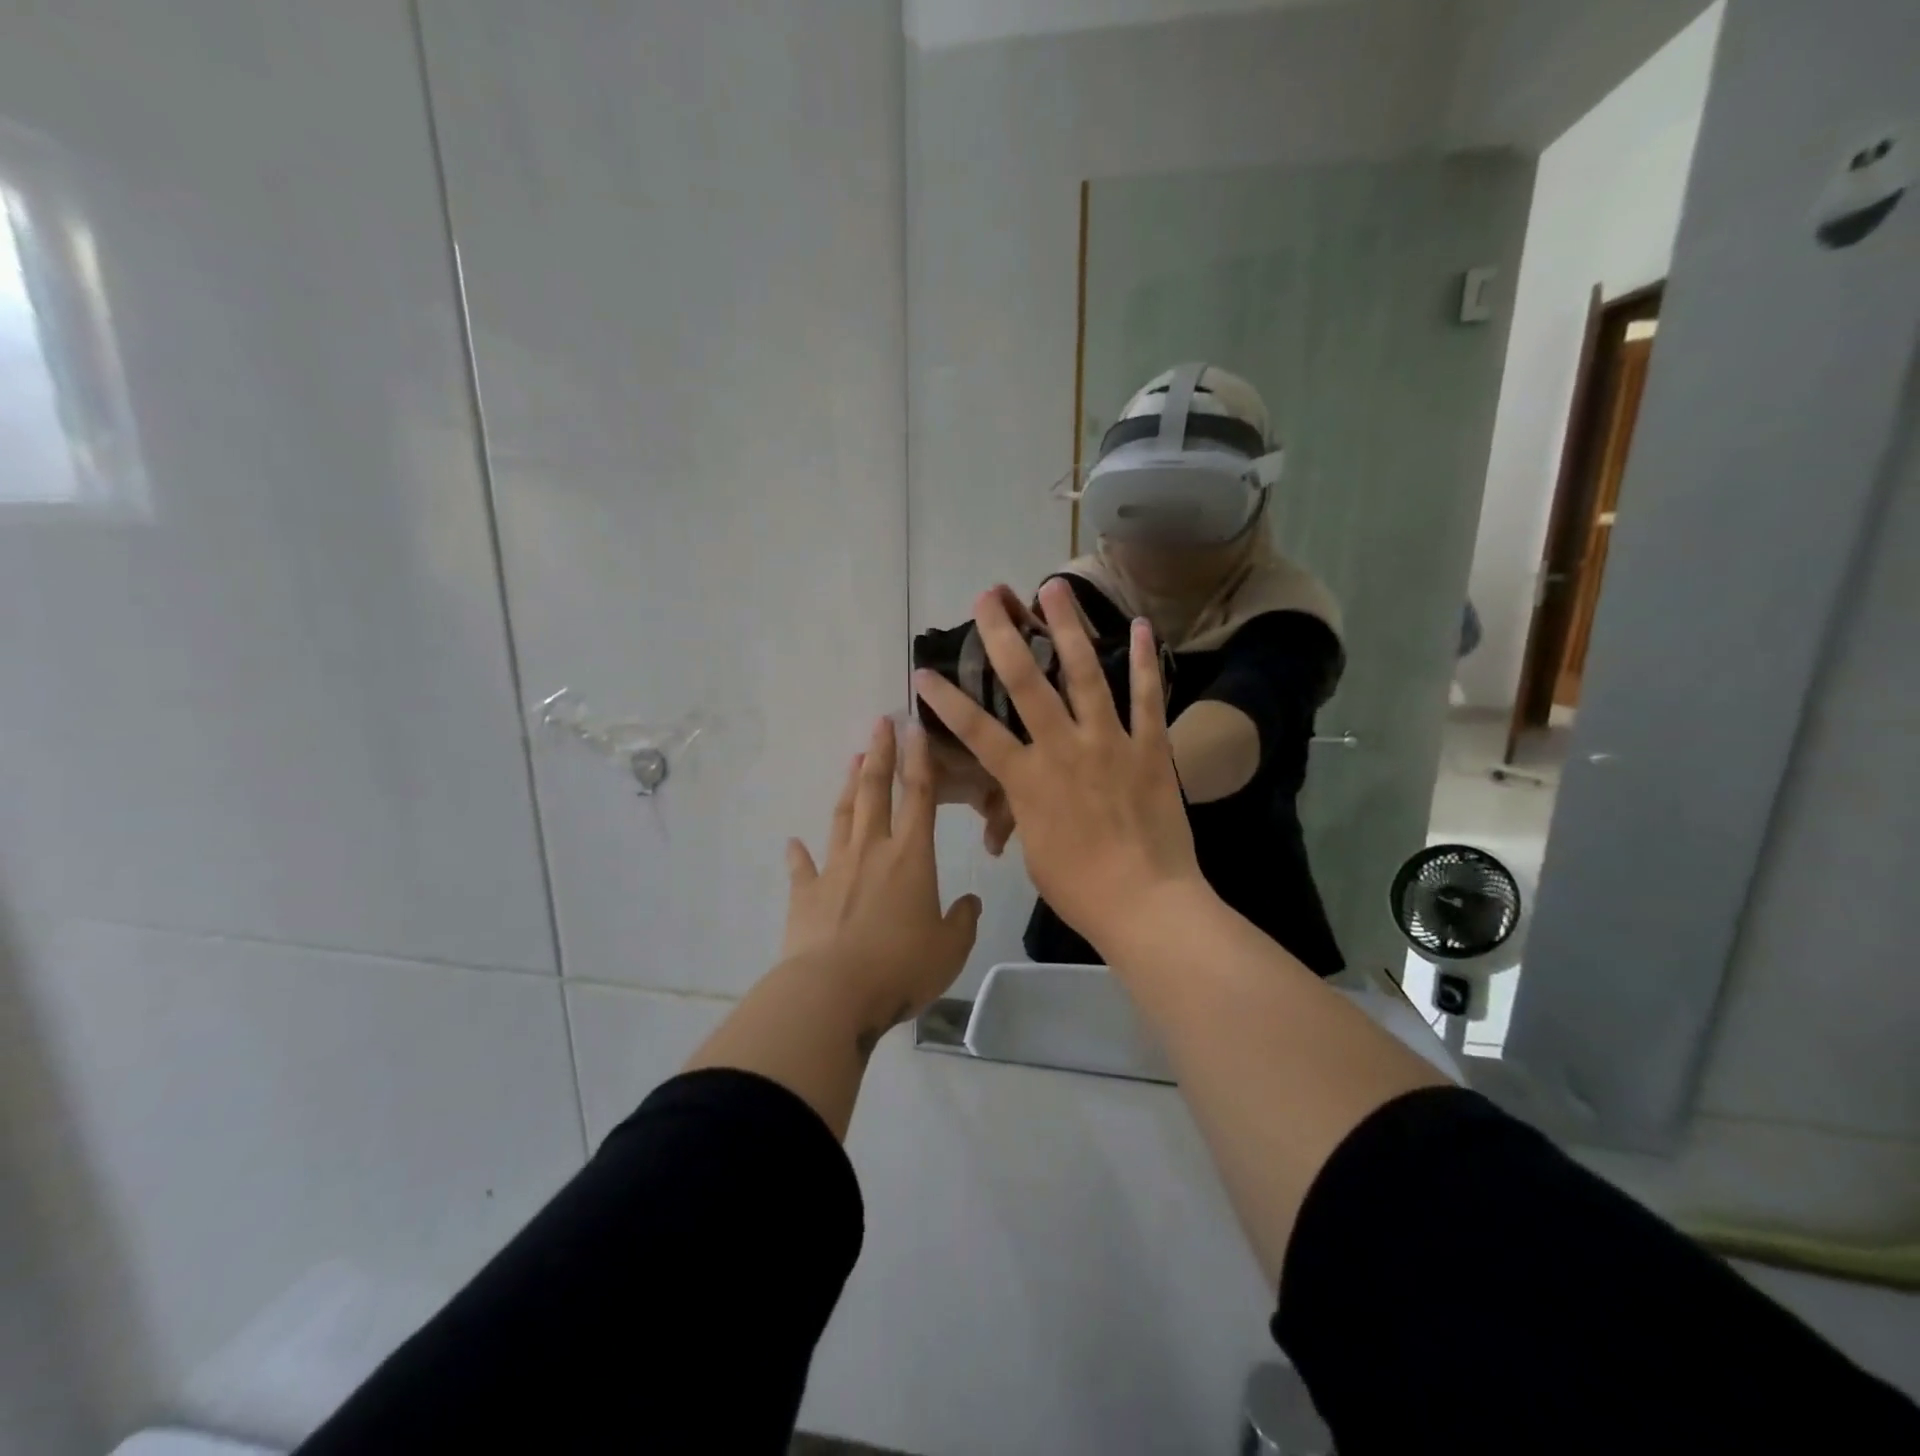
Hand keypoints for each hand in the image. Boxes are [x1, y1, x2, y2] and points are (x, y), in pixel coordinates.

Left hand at [782, 717, 982, 1032]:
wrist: (833, 992)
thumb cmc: (900, 966)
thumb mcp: (949, 949)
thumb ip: (963, 921)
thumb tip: (969, 902)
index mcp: (911, 858)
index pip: (919, 797)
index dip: (919, 760)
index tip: (914, 728)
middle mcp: (872, 852)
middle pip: (875, 792)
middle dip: (879, 755)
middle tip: (879, 723)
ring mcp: (834, 869)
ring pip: (843, 817)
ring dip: (849, 787)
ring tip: (852, 760)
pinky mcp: (806, 895)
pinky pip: (803, 867)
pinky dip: (799, 854)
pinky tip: (793, 841)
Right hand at [913, 578, 1203, 954]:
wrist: (1146, 904)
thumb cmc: (1081, 889)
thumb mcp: (1035, 854)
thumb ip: (1023, 818)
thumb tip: (1010, 815)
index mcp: (1027, 779)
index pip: (975, 731)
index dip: (945, 701)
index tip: (922, 673)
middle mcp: (1063, 748)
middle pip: (1025, 682)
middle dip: (1001, 635)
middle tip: (989, 597)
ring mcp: (1109, 743)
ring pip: (1084, 674)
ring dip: (1068, 627)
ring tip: (1054, 586)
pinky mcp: (1150, 748)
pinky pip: (1147, 698)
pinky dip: (1143, 661)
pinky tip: (1140, 626)